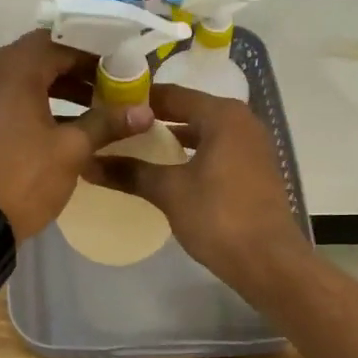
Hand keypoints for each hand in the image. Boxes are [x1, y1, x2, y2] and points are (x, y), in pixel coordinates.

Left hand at [0, 30, 153, 239]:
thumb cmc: (24, 177)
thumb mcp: (71, 149)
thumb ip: (107, 122)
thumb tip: (146, 112)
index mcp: (12, 68)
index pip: (59, 44)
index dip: (93, 55)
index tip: (121, 69)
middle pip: (41, 58)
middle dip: (78, 71)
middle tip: (112, 87)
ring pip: (25, 78)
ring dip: (59, 88)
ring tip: (96, 107)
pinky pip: (10, 96)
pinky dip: (37, 102)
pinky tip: (66, 123)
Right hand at [86, 83, 308, 287]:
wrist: (269, 262)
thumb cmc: (219, 217)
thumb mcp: (169, 191)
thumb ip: (130, 172)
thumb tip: (87, 163)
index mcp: (223, 115)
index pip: (172, 95)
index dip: (138, 100)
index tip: (106, 106)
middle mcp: (242, 122)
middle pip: (189, 111)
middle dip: (153, 120)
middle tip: (116, 128)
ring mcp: (251, 148)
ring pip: (203, 133)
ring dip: (172, 139)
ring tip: (134, 148)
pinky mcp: (254, 172)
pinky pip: (215, 152)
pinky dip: (191, 156)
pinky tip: (166, 172)